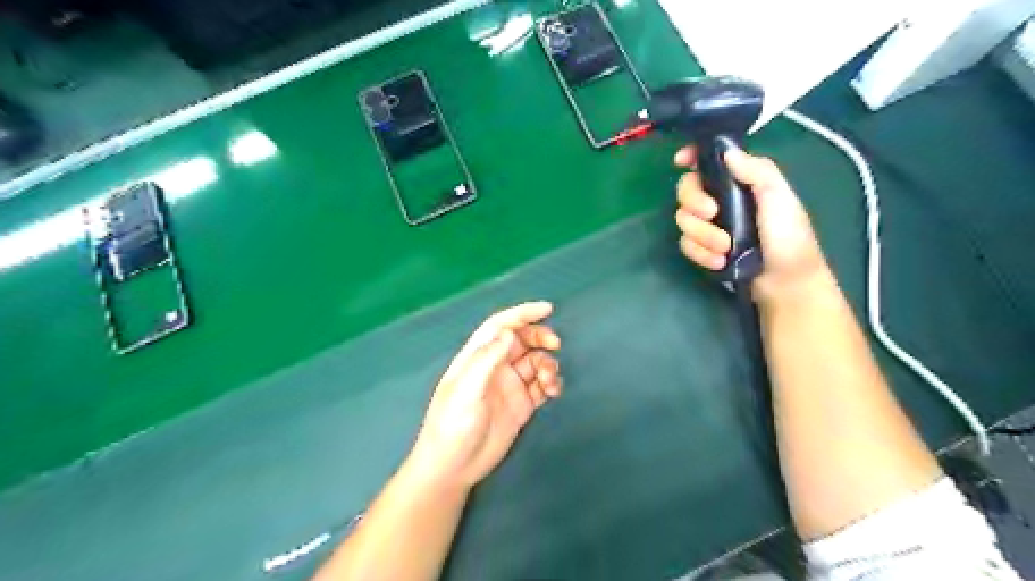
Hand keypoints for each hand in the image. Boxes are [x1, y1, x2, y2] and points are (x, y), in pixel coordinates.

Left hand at [406, 305, 565, 489]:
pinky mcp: (521, 405)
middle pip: (522, 341)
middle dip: (540, 338)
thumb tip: (509, 332)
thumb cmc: (452, 426)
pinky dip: (551, 383)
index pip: (500, 326)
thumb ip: (487, 360)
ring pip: (535, 363)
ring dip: (548, 365)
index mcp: (477, 357)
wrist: (453, 468)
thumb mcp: (466, 391)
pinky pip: (541, 385)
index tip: (547, 309)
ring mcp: (509, 386)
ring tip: (550, 381)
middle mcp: (494, 367)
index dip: (522, 314)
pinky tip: (553, 391)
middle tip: (555, 345)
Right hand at [673, 144, 831, 304]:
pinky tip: (719, 262)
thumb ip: (756, 171)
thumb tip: (727, 152)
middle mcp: (720, 199)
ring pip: (683, 219)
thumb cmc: (789, 238)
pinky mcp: (703, 248)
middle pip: (686, 189)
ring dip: (702, 235)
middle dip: (694, 202)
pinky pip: (686, 244)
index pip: (710, 161)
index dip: (692, 155)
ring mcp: (710, 225)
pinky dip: (700, 253)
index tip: (681, 161)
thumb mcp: (780, 198)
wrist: (785, 283)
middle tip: (712, 214)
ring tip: (725, 249)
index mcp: (739, 182)